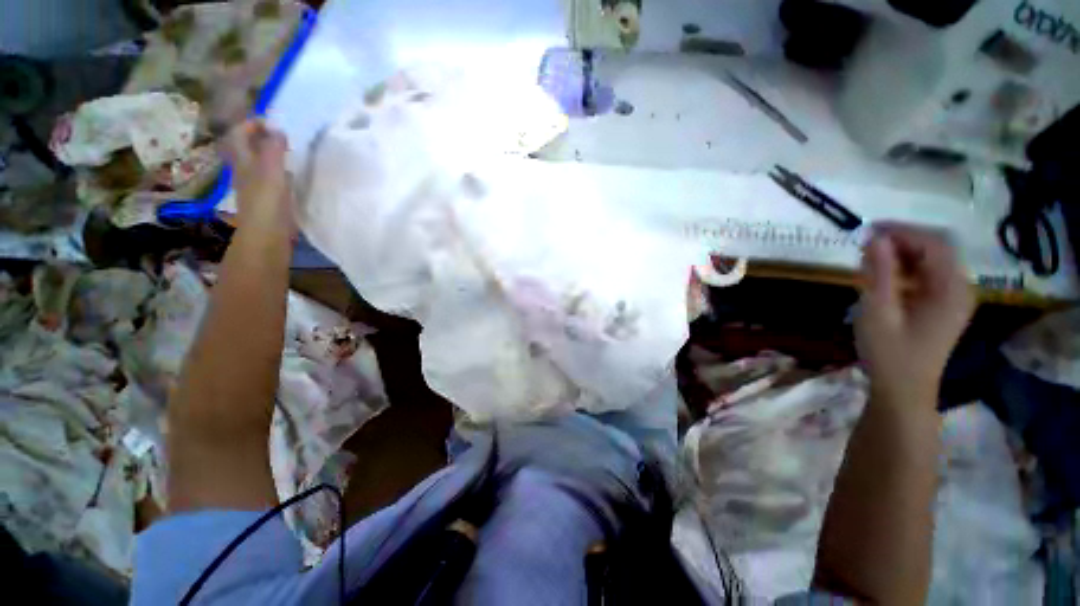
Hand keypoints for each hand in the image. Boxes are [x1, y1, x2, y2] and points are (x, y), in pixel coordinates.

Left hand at [223, 119, 292, 231]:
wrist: (267, 233)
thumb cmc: (266, 200)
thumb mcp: (270, 170)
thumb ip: (274, 148)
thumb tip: (278, 129)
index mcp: (243, 160)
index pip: (239, 133)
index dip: (252, 124)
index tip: (273, 121)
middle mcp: (245, 169)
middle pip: (248, 147)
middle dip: (261, 137)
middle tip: (282, 135)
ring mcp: (256, 184)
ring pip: (260, 161)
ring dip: (271, 153)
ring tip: (290, 151)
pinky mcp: (268, 197)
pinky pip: (271, 176)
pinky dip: (279, 169)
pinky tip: (292, 173)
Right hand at [856, 223, 974, 404]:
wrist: (904, 390)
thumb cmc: (889, 353)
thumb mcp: (878, 312)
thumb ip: (879, 274)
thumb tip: (876, 239)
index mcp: (951, 290)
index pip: (935, 244)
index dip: (904, 231)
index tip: (870, 230)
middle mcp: (960, 289)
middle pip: (937, 249)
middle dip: (903, 240)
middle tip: (867, 242)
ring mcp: (954, 298)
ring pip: (933, 261)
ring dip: (903, 253)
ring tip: (871, 257)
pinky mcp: (944, 306)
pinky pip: (929, 275)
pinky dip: (906, 268)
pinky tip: (885, 275)